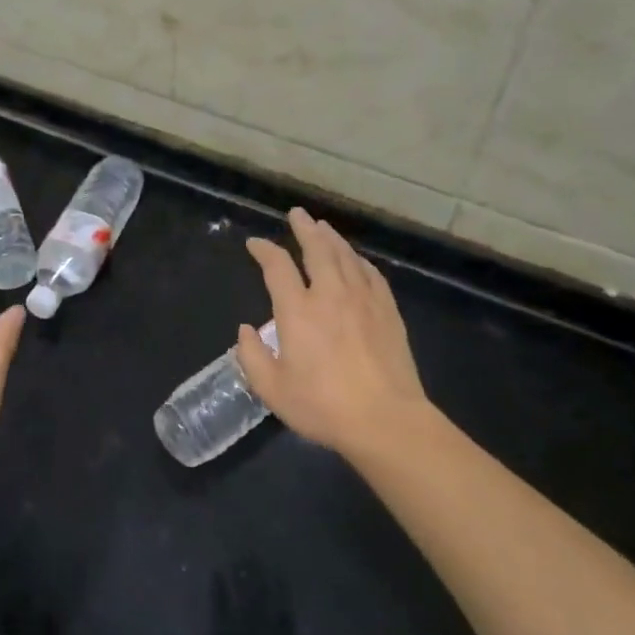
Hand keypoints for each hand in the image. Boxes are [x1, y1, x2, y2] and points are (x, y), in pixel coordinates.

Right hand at [236, 207, 434, 462]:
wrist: (385, 420)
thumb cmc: (322, 406)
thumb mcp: (272, 389)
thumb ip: (252, 357)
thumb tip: (247, 330)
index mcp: (297, 311)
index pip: (277, 267)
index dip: (264, 251)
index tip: (255, 244)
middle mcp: (330, 294)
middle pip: (317, 249)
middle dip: (304, 228)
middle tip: (297, 214)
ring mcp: (363, 300)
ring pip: (346, 256)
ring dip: (331, 238)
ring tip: (322, 227)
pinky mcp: (387, 311)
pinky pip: (371, 274)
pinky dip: (359, 261)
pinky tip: (356, 260)